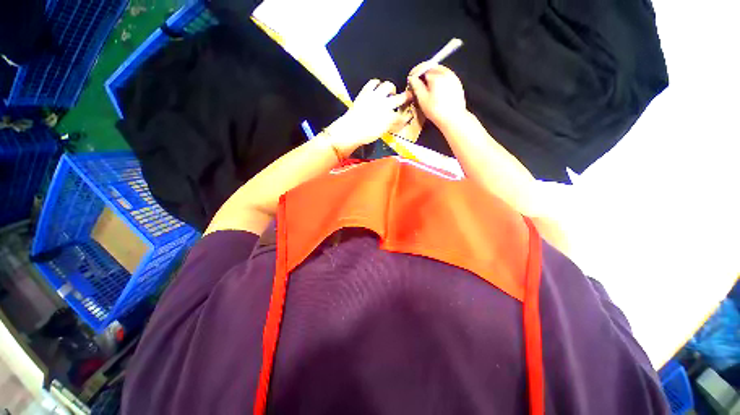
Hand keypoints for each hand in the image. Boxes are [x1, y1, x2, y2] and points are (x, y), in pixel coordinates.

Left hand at [325, 79, 411, 156]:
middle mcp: (385, 105)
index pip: (402, 116)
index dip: (406, 116)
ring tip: (390, 93)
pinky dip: (377, 84)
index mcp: (390, 117)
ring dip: (391, 89)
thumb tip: (396, 121)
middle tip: (408, 97)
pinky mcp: (366, 92)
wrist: (351, 129)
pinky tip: (377, 88)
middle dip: (406, 97)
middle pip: (401, 98)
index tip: (408, 116)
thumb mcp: (381, 132)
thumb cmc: (366, 134)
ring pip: (388, 86)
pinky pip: (374, 82)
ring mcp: (375, 96)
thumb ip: (390, 125)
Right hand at [407, 63, 466, 128]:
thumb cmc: (436, 111)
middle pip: (432, 67)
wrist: (454, 119)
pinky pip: (446, 76)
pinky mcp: (457, 83)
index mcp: (436, 76)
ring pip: (439, 71)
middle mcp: (446, 73)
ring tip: (425, 86)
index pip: (423, 67)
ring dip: (431, 75)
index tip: (411, 79)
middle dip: (423, 73)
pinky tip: (435, 89)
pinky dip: (439, 79)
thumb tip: (412, 78)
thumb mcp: (423, 100)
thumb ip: (416, 86)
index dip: (415, 72)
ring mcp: (453, 77)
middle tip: (417, 82)